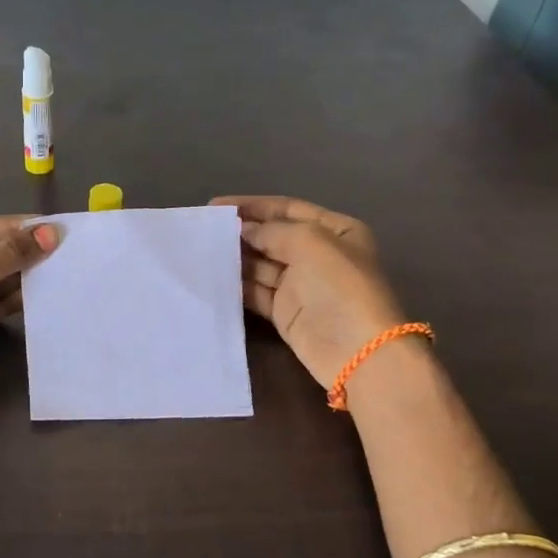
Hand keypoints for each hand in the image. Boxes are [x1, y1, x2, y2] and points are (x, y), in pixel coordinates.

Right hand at [212, 195, 408, 388]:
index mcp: (335, 230)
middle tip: (204, 230)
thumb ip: (272, 231)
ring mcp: (302, 285)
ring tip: (201, 251)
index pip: (288, 209)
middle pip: (272, 236)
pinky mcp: (286, 312)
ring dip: (235, 258)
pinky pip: (256, 292)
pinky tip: (213, 278)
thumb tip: (243, 230)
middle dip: (241, 232)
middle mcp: (319, 254)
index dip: (253, 206)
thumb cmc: (339, 286)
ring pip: (261, 265)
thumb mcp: (309, 243)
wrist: (356, 351)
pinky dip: (237, 285)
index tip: (216, 206)